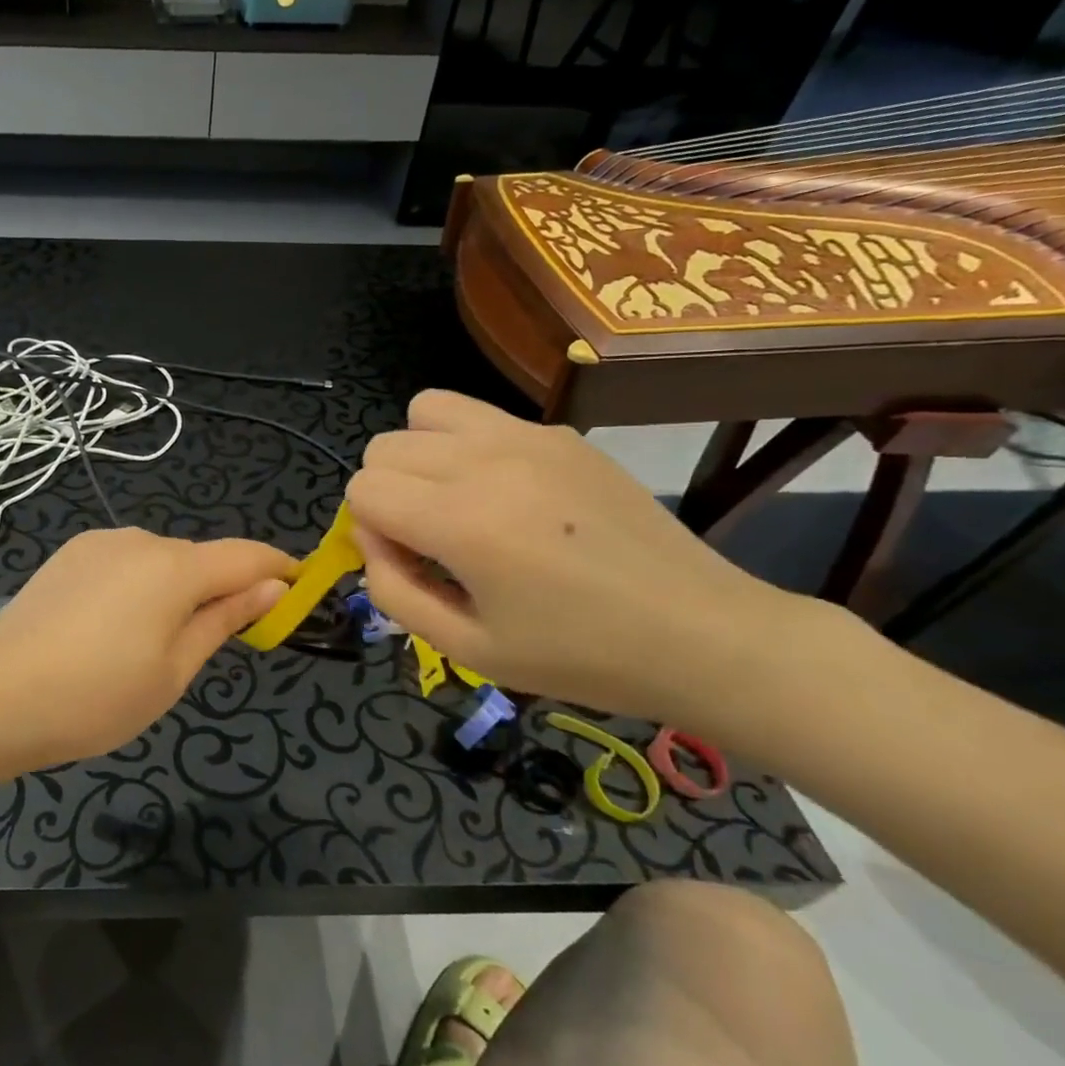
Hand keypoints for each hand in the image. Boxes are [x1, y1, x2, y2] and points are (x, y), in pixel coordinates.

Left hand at [0, 529, 292, 774]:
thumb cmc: (96, 697)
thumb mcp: (174, 670)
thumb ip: (224, 619)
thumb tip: (273, 586)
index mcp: (174, 567)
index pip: (246, 555)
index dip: (279, 568)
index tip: (300, 589)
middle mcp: (138, 539)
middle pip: (200, 560)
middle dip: (220, 590)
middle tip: (213, 644)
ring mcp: (97, 544)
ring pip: (159, 561)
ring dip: (175, 590)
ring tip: (150, 645)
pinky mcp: (68, 555)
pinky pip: (123, 564)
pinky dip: (138, 587)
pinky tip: (112, 629)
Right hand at [346, 390, 801, 724]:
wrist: (702, 633)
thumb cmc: (579, 656)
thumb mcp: (467, 650)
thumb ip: (393, 591)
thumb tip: (371, 538)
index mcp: (462, 521)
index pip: (362, 489)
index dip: (370, 531)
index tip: (412, 564)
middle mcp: (486, 461)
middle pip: (384, 446)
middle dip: (388, 493)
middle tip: (432, 539)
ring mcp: (528, 437)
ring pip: (425, 410)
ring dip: (421, 454)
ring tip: (457, 500)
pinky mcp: (560, 434)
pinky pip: (479, 415)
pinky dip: (466, 445)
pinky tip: (509, 494)